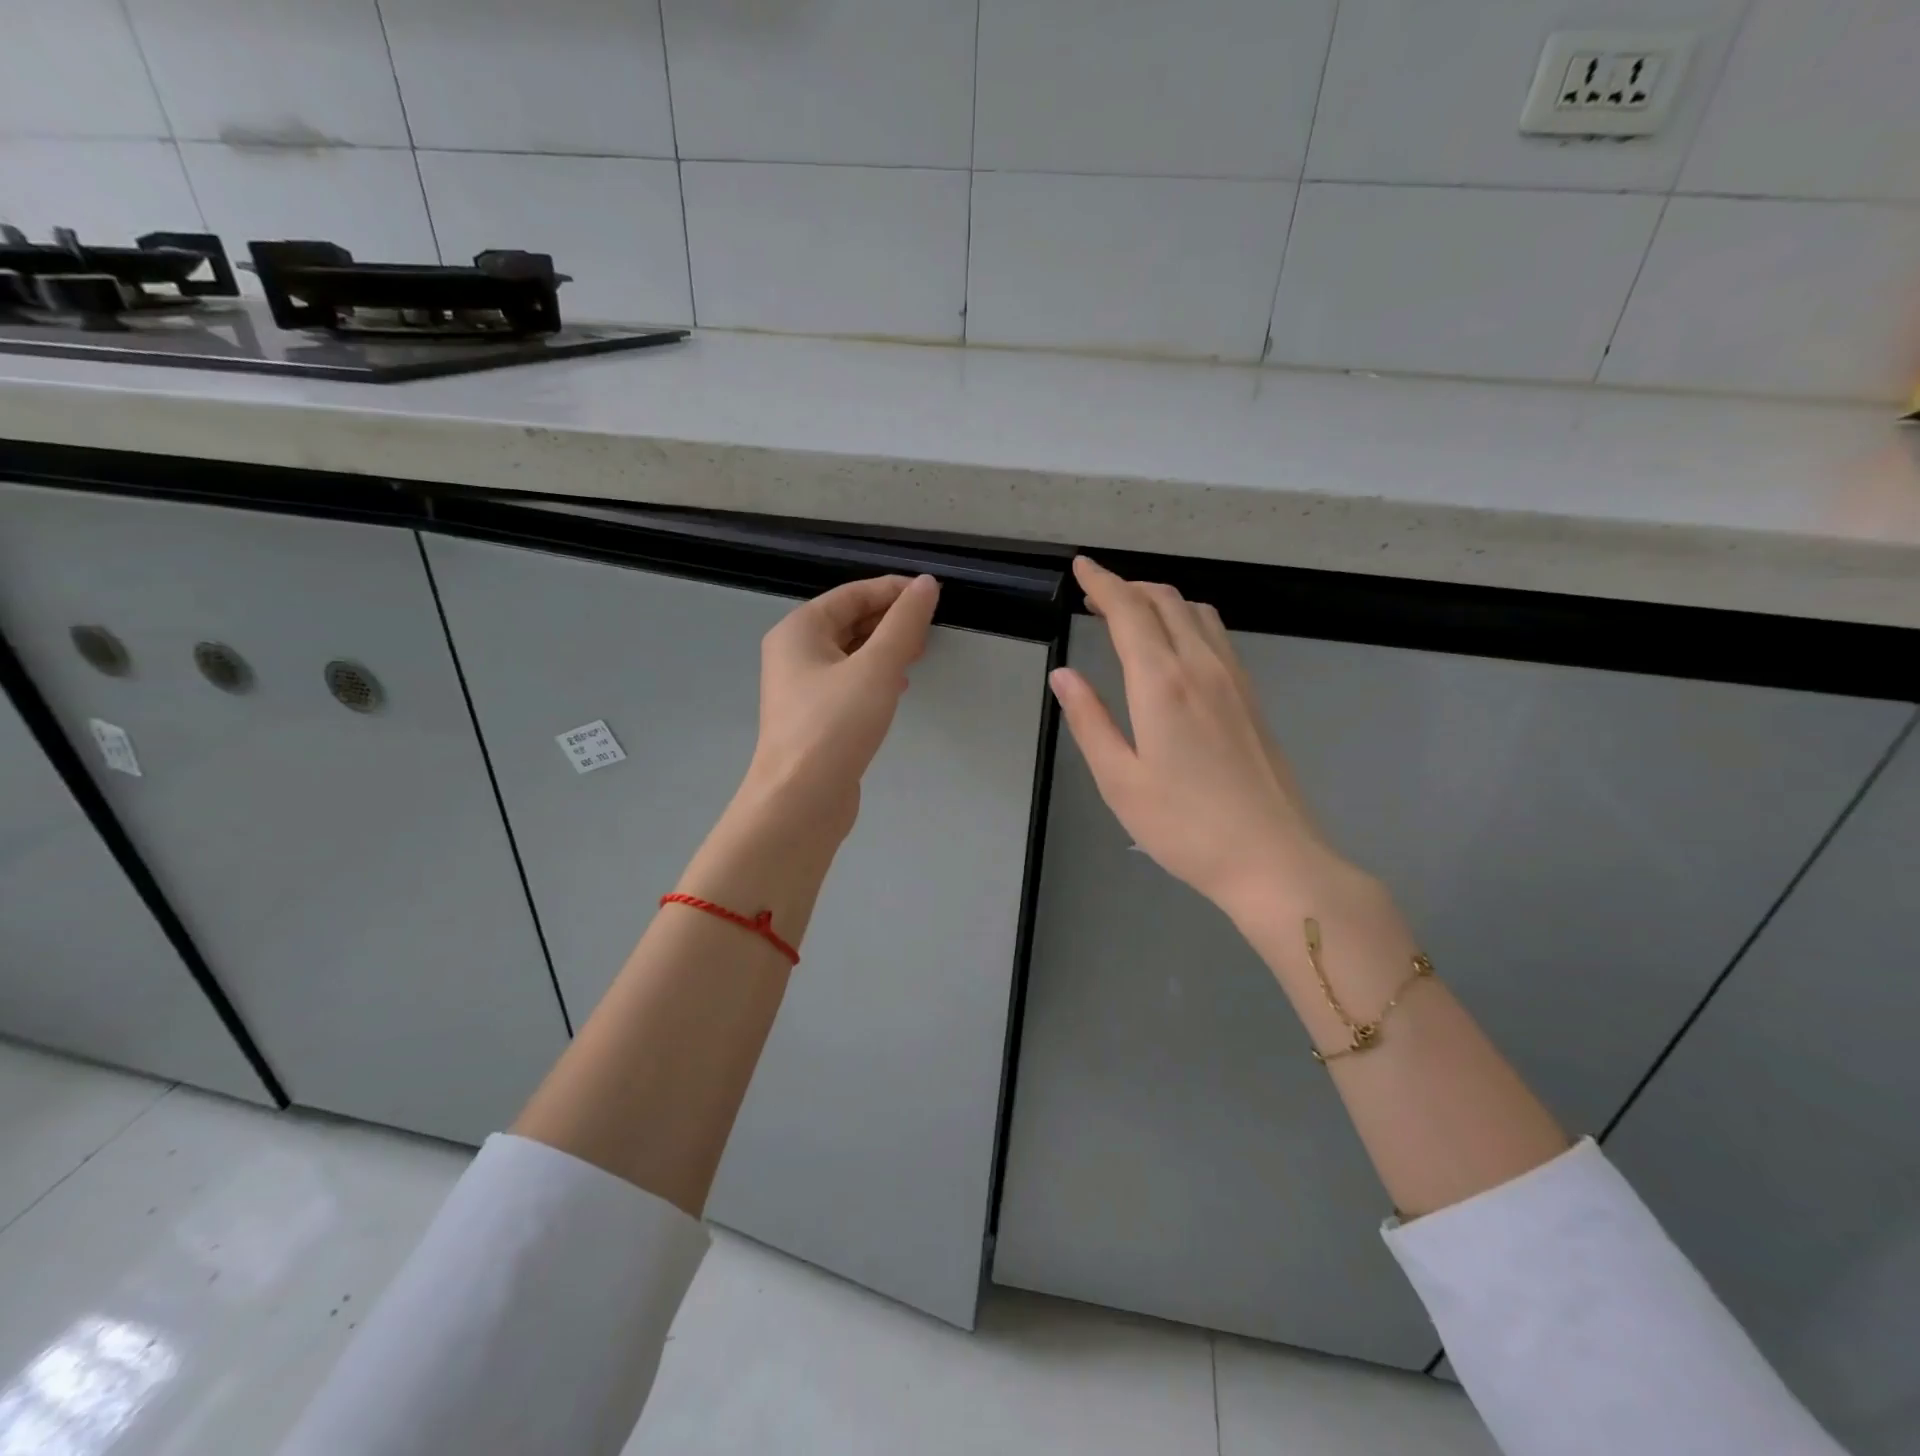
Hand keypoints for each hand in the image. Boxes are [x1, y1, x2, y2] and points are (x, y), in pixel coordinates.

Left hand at [740, 573, 939, 840]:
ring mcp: (801, 687)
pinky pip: (848, 681)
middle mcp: (794, 652)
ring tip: (919, 655)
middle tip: (929, 631)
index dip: (894, 590)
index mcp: (799, 629)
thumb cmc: (835, 725)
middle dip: (890, 621)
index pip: (853, 593)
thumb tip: (926, 584)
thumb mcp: (877, 667)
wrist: (801, 800)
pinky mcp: (814, 717)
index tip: (934, 596)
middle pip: (849, 621)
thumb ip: (904, 622)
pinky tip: (898, 688)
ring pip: (850, 653)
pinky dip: (874, 676)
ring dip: (885, 649)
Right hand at [1049, 557, 1359, 921]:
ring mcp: (1234, 680)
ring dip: (1159, 600)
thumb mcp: (1120, 780)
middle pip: (1165, 601)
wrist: (1273, 859)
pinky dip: (1186, 619)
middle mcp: (1202, 667)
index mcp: (1163, 684)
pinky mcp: (1251, 697)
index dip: (1102, 583)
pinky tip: (1175, 645)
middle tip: (1096, 594)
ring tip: (1130, 614)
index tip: (1081, 567)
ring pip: (1196, 613)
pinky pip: (1216, 635)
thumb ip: (1089, 721)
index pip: (1129, 611)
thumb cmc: (1185, 827)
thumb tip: (1063, 676)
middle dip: (1127, 587)